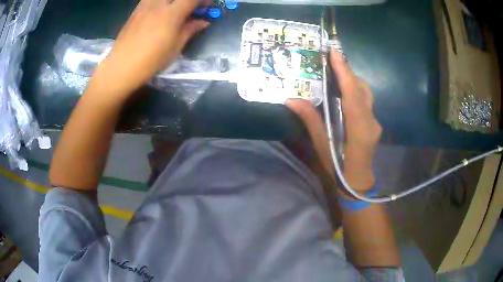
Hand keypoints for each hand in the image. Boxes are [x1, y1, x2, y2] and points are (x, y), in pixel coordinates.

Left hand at [89, 0, 209, 98]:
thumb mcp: (175, 46)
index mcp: (172, 13)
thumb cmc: (151, 60)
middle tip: (192, 8)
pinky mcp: (137, 9)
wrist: (122, 66)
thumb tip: (203, 21)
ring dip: (174, 1)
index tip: (206, 7)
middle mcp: (159, 4)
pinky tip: (161, 10)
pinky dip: (161, 2)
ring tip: (175, 9)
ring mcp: (146, 5)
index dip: (203, 0)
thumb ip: (190, 29)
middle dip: (189, 0)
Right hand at [286, 49, 380, 191]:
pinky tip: (344, 91)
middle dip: (347, 72)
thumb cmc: (338, 167)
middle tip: (331, 60)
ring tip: (336, 73)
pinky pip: (366, 100)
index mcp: (359, 128)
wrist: (358, 180)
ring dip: (352, 80)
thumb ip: (311, 120)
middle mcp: (371, 121)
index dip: (345, 72)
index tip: (335, 53)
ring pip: (366, 93)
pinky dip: (355, 90)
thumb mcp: (322, 145)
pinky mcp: (374, 122)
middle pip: (361, 89)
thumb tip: (291, 99)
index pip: (353, 94)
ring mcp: (375, 121)